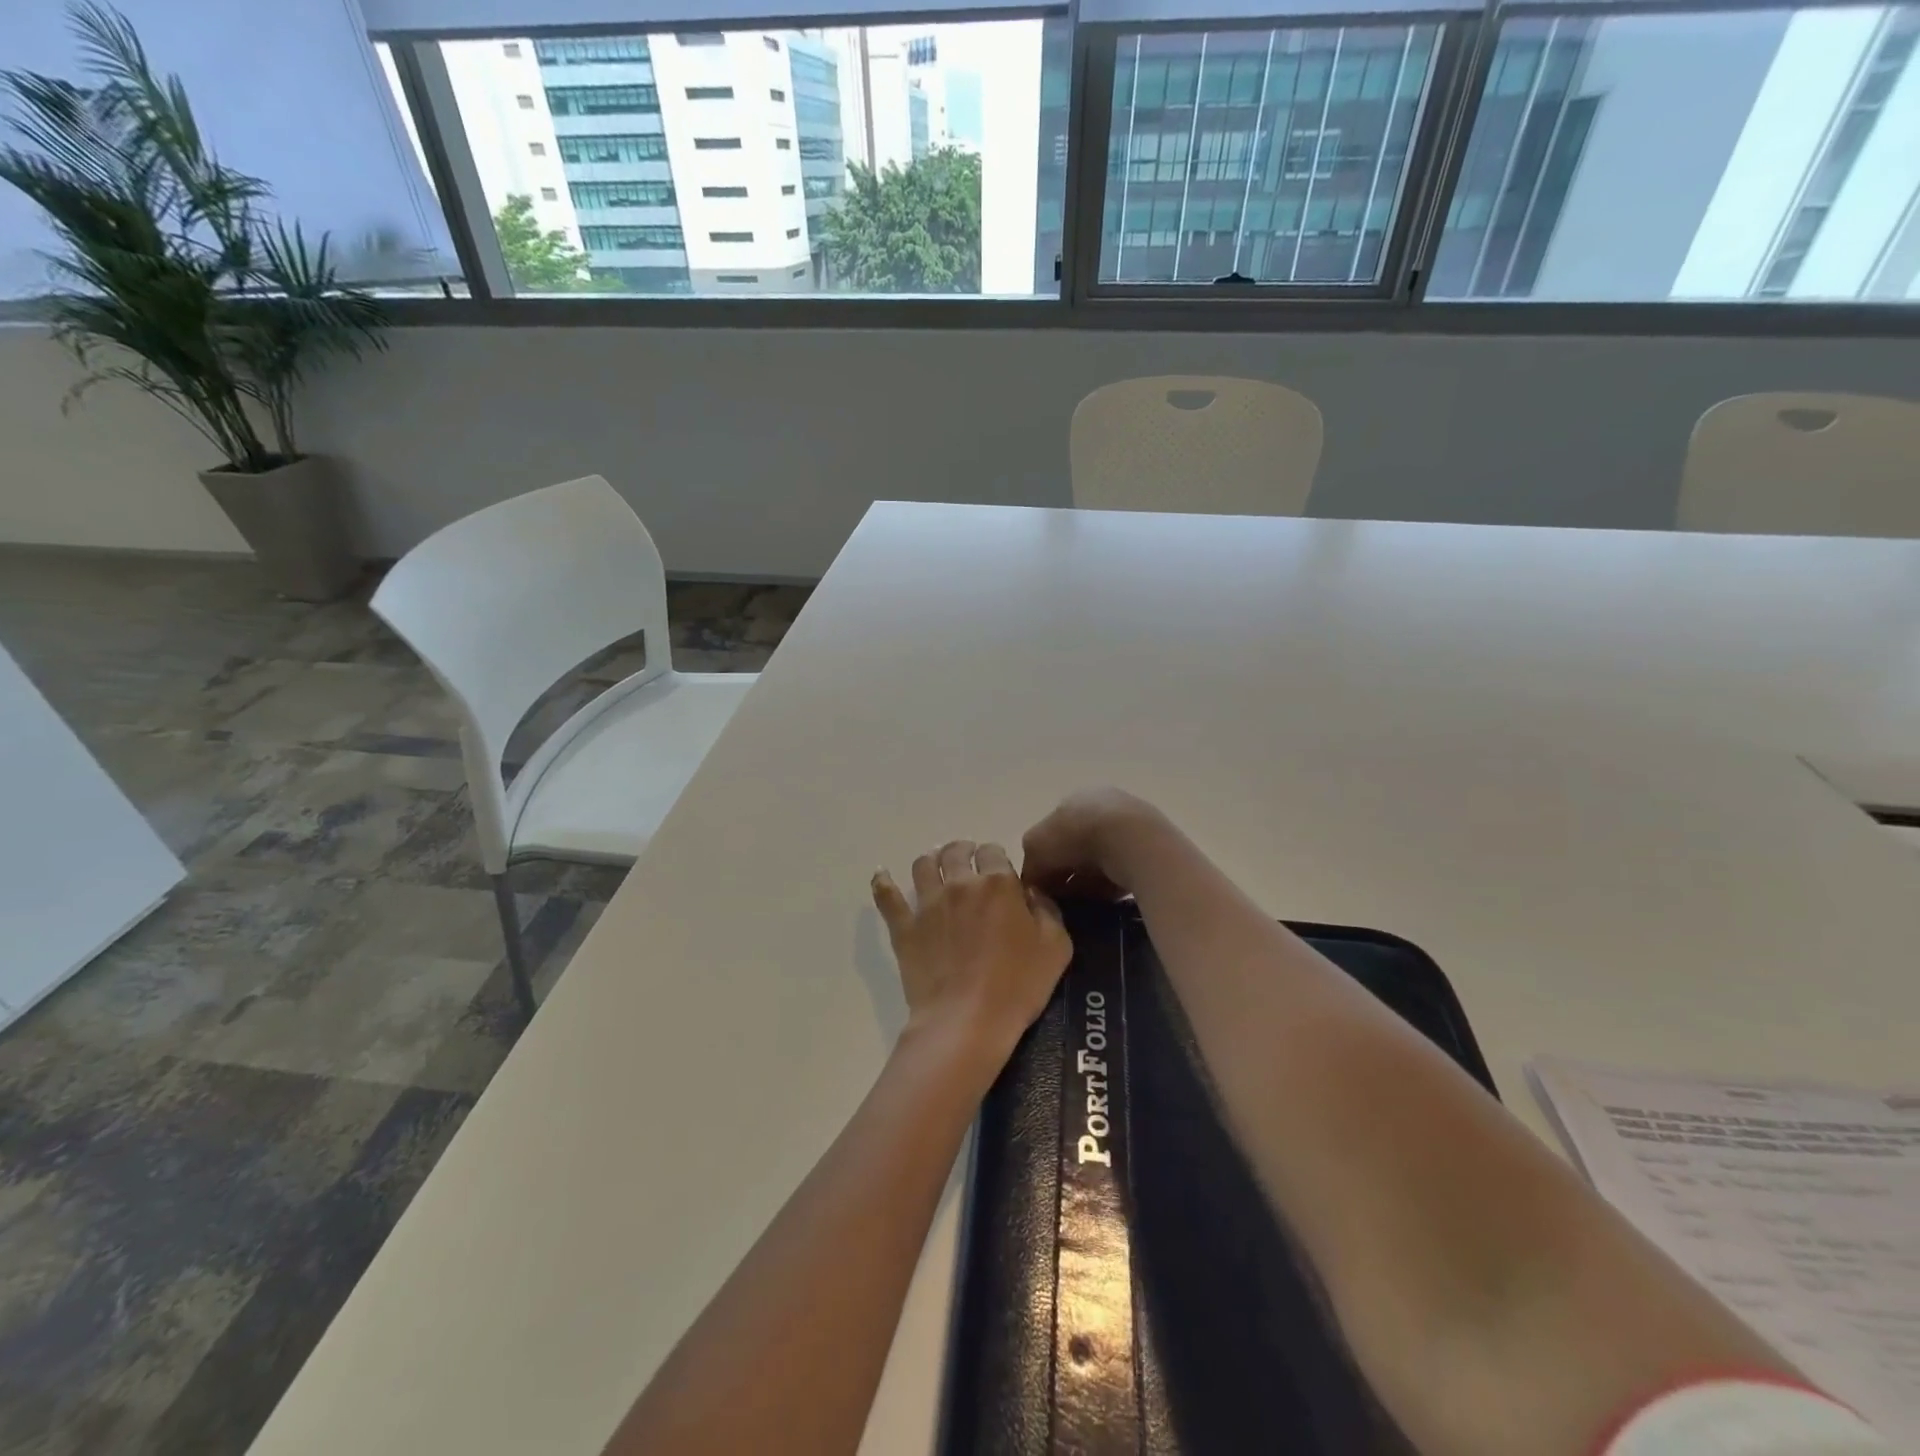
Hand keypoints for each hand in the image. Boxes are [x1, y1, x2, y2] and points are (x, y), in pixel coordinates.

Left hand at [872, 840, 1071, 1064]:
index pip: (994, 852)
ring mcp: (927, 904)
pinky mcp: (904, 927)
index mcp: (998, 884)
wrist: (967, 1020)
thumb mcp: (1056, 947)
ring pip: (923, 865)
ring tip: (935, 866)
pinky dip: (883, 881)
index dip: (996, 857)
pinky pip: (887, 896)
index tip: (998, 870)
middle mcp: (960, 884)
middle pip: (956, 852)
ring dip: (931, 860)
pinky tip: (881, 875)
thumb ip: (1047, 909)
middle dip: (963, 851)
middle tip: (967, 860)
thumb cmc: (1018, 985)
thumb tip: (1032, 892)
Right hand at [1020, 788, 1167, 899]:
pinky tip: (1104, 900)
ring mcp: (1129, 825)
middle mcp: (1102, 806)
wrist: (1133, 841)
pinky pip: (1121, 871)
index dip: (1044, 859)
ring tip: (1082, 903)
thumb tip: (1034, 881)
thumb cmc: (1077, 835)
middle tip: (1061, 898)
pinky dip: (1110, 885)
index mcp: (1074, 798)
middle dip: (1067, 871)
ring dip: (1088, 881)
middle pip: (1076, 845)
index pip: (1052, 830)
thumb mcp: (1035, 846)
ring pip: (1099, 860)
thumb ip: (1030, 863)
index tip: (1042, 884)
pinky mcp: (1149, 848)